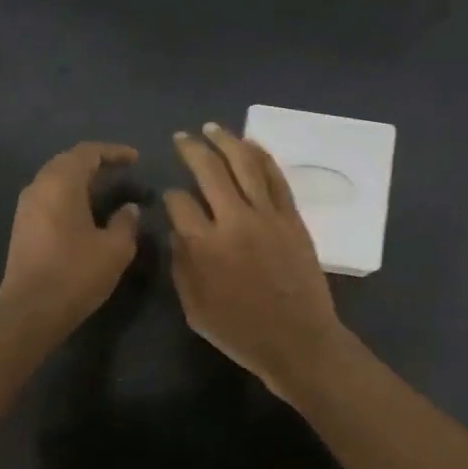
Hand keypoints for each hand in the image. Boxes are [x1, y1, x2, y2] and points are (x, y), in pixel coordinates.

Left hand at [0, 142, 142, 338]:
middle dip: (97, 163)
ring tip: (108, 191)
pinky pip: (49, 198)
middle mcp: (38, 187)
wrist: (30, 313)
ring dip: (82, 181)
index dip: (114, 152)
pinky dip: (71, 196)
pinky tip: (88, 213)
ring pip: (57, 180)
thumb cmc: (76, 274)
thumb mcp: (115, 248)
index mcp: (60, 183)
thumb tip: (129, 209)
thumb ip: (126, 222)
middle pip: (68, 162)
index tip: (136, 159)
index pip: (88, 152)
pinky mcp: (22, 227)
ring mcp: (26, 208)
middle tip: (123, 172)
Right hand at [165, 123, 346, 396]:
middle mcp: (234, 220)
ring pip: (245, 164)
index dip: (169, 196)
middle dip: (191, 149)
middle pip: (209, 170)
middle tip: (182, 137)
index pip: (179, 203)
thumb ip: (181, 265)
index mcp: (205, 245)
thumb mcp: (194, 308)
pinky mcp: (292, 217)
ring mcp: (267, 215)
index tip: (169, 197)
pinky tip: (249, 145)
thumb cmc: (241, 332)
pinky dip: (261, 156)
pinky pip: (275, 177)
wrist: (298, 340)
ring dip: (226, 141)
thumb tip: (176, 231)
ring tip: (212, 128)